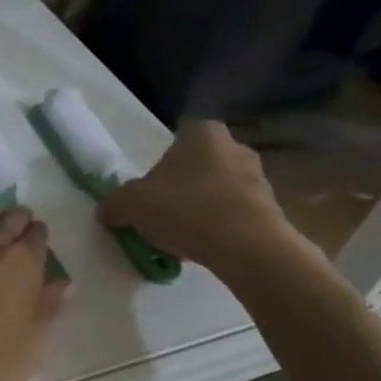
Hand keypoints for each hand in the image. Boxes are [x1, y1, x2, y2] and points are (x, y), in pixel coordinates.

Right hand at [98, 121, 288, 269]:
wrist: (246, 247)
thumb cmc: (185, 209)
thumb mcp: (131, 205)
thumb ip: (114, 204)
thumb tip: (107, 210)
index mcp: (202, 133)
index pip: (181, 133)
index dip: (166, 157)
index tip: (154, 181)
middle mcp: (235, 147)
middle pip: (203, 161)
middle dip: (186, 181)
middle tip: (165, 207)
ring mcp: (259, 178)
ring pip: (222, 187)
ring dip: (206, 204)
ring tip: (185, 233)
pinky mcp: (273, 209)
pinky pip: (238, 212)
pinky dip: (224, 225)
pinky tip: (207, 245)